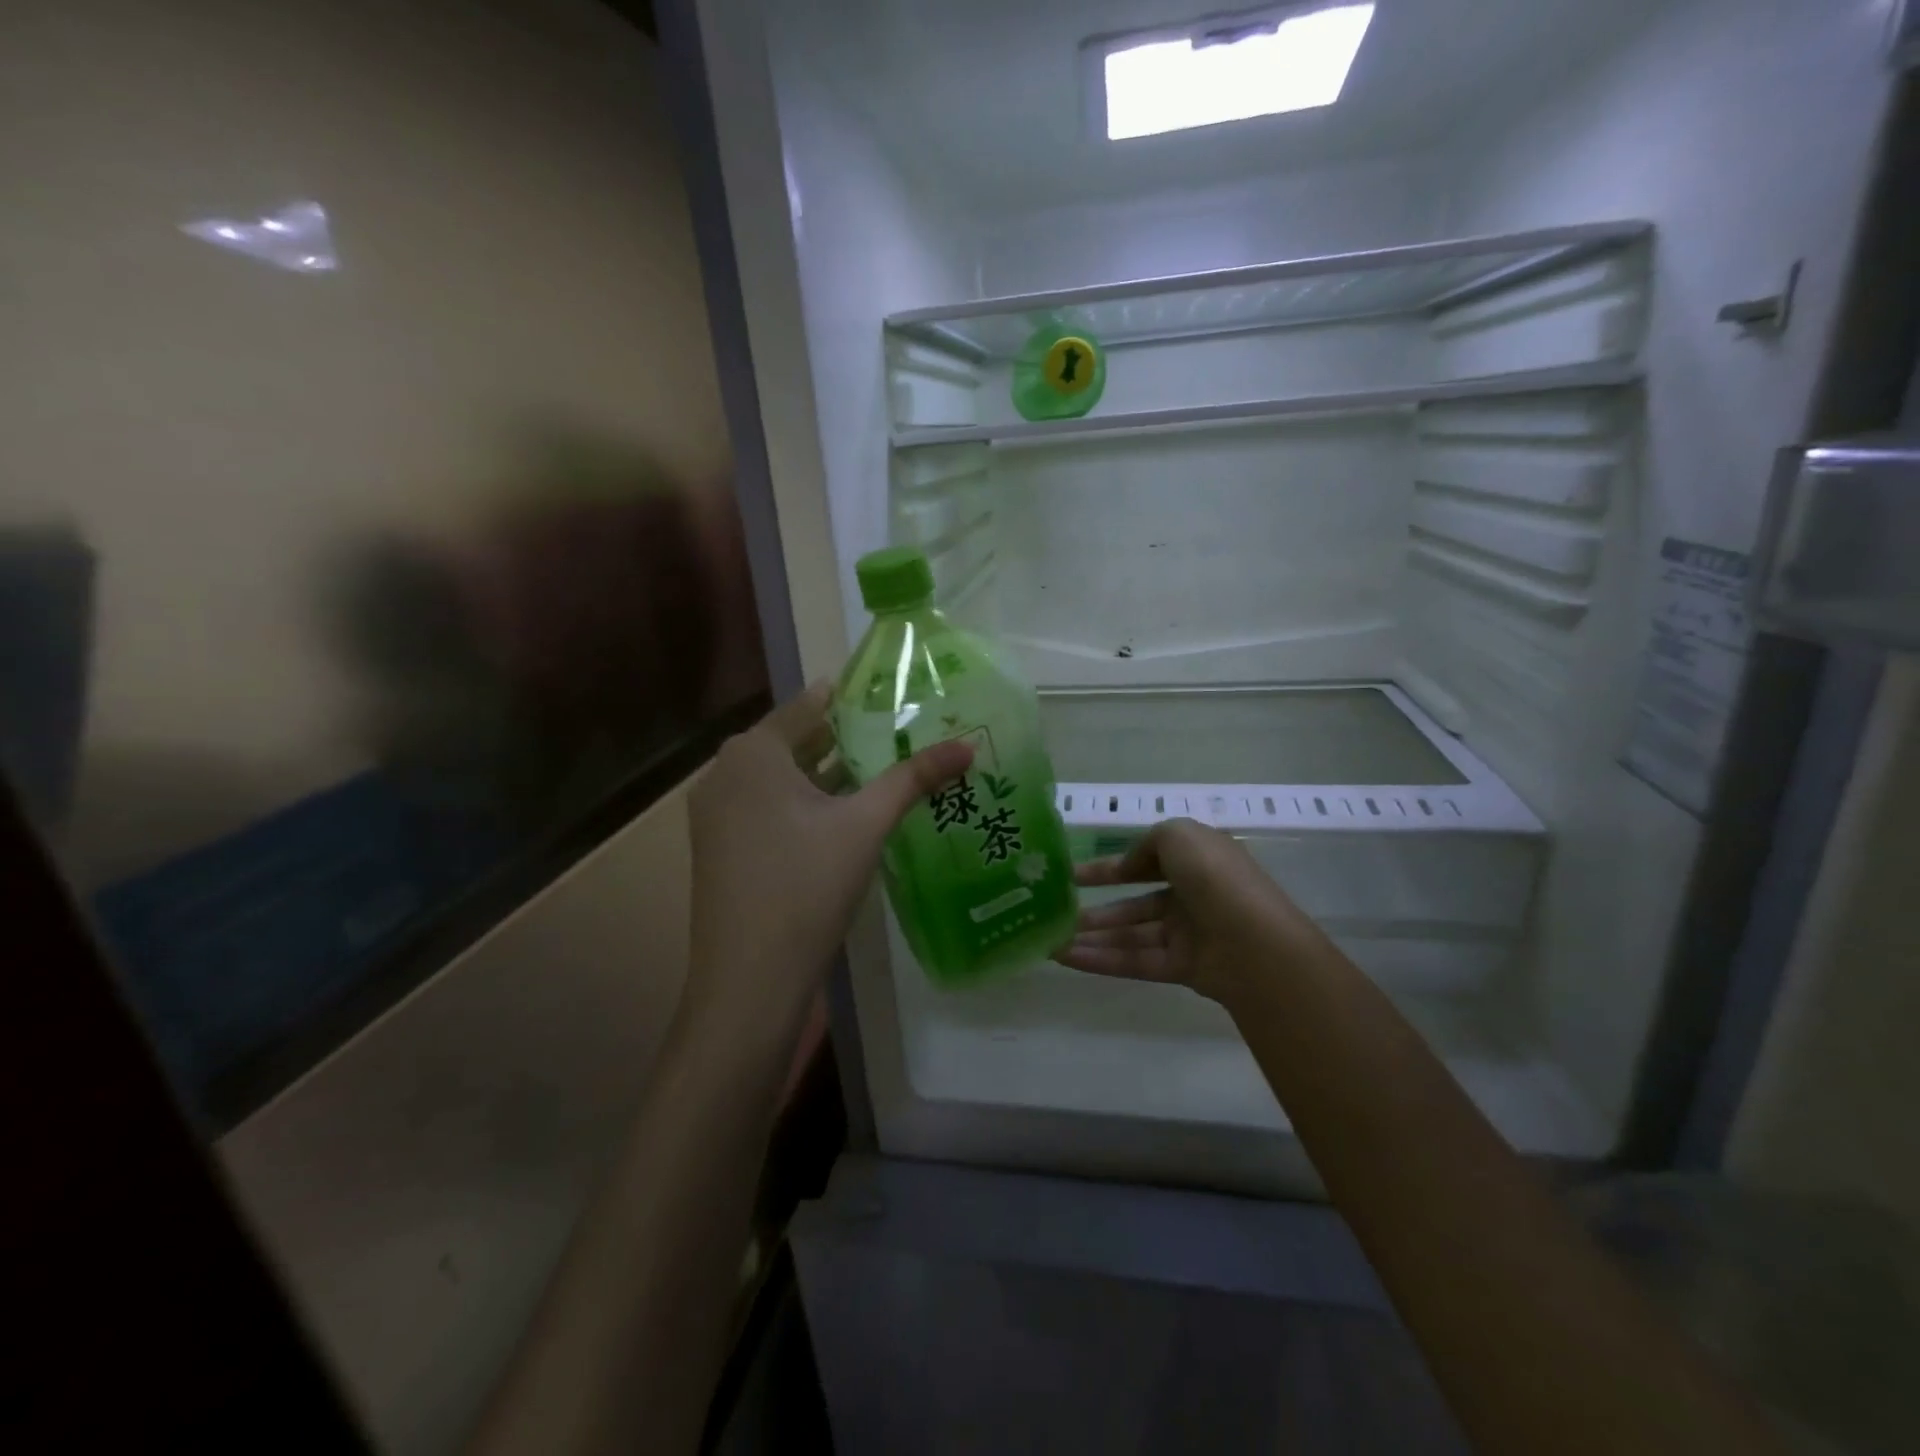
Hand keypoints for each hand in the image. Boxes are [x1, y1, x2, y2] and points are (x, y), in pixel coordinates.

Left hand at [684, 681, 971, 1040]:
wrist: (750, 980)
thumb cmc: (806, 886)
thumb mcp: (865, 825)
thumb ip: (913, 779)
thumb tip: (968, 745)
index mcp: (752, 753)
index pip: (807, 706)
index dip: (850, 699)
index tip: (892, 694)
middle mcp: (725, 774)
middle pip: (794, 742)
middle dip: (845, 738)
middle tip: (899, 732)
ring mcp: (717, 814)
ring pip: (782, 778)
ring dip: (827, 774)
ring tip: (883, 768)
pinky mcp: (723, 849)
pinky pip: (769, 808)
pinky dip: (806, 803)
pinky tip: (846, 815)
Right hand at [1053, 818, 1326, 1007]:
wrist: (1255, 944)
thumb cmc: (1215, 878)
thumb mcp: (1179, 835)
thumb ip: (1148, 842)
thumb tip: (1130, 865)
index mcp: (1197, 861)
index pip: (1146, 861)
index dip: (1110, 867)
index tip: (1072, 874)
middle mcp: (1192, 896)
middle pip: (1135, 903)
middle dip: (1097, 907)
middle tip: (1057, 912)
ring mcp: (1187, 934)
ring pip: (1131, 934)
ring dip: (1092, 936)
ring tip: (1051, 939)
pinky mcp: (1182, 968)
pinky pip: (1135, 960)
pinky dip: (1100, 959)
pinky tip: (1065, 957)